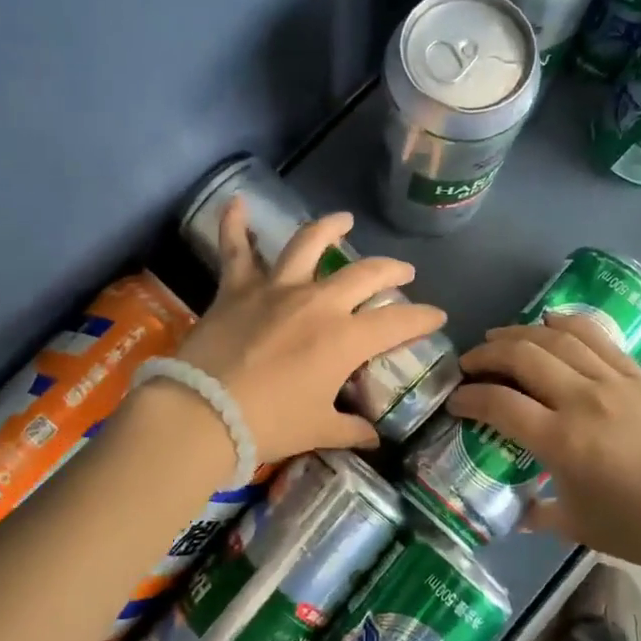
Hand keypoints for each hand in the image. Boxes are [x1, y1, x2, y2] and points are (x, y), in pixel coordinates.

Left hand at [172, 198, 446, 460]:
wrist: (203, 414)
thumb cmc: (268, 425)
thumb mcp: (317, 430)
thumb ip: (351, 430)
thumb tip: (373, 437)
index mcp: (345, 339)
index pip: (399, 322)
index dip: (423, 318)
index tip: (437, 316)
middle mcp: (318, 303)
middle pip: (364, 273)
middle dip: (391, 270)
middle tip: (403, 271)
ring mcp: (276, 289)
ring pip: (308, 243)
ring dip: (330, 228)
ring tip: (344, 220)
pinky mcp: (237, 289)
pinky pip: (236, 249)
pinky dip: (235, 224)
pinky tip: (237, 203)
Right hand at [447, 314, 640, 580]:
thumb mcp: (578, 526)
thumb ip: (538, 513)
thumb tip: (515, 510)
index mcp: (562, 441)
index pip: (499, 403)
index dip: (468, 397)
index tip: (455, 400)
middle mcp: (583, 400)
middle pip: (522, 355)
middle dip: (486, 354)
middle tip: (470, 363)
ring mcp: (614, 382)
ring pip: (556, 337)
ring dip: (520, 332)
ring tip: (501, 338)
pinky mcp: (639, 376)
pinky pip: (597, 336)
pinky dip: (567, 323)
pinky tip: (550, 323)